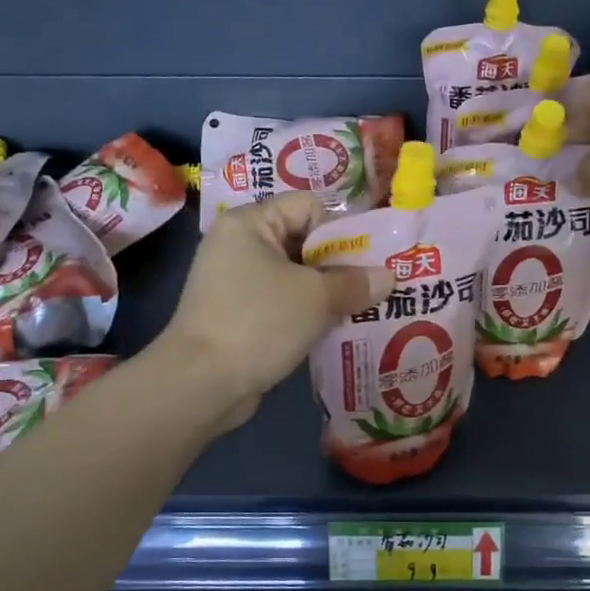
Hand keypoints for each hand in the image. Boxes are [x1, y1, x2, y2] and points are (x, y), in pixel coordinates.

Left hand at [159, 193, 393, 431]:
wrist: (200, 383)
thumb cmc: (259, 323)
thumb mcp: (316, 298)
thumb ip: (356, 283)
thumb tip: (389, 276)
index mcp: (250, 223)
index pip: (309, 206)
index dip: (342, 229)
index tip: (368, 261)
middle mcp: (239, 245)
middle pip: (304, 241)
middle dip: (341, 264)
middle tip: (375, 286)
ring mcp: (236, 282)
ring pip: (296, 276)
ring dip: (328, 292)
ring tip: (364, 309)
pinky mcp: (239, 315)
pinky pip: (284, 302)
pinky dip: (308, 313)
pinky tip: (336, 329)